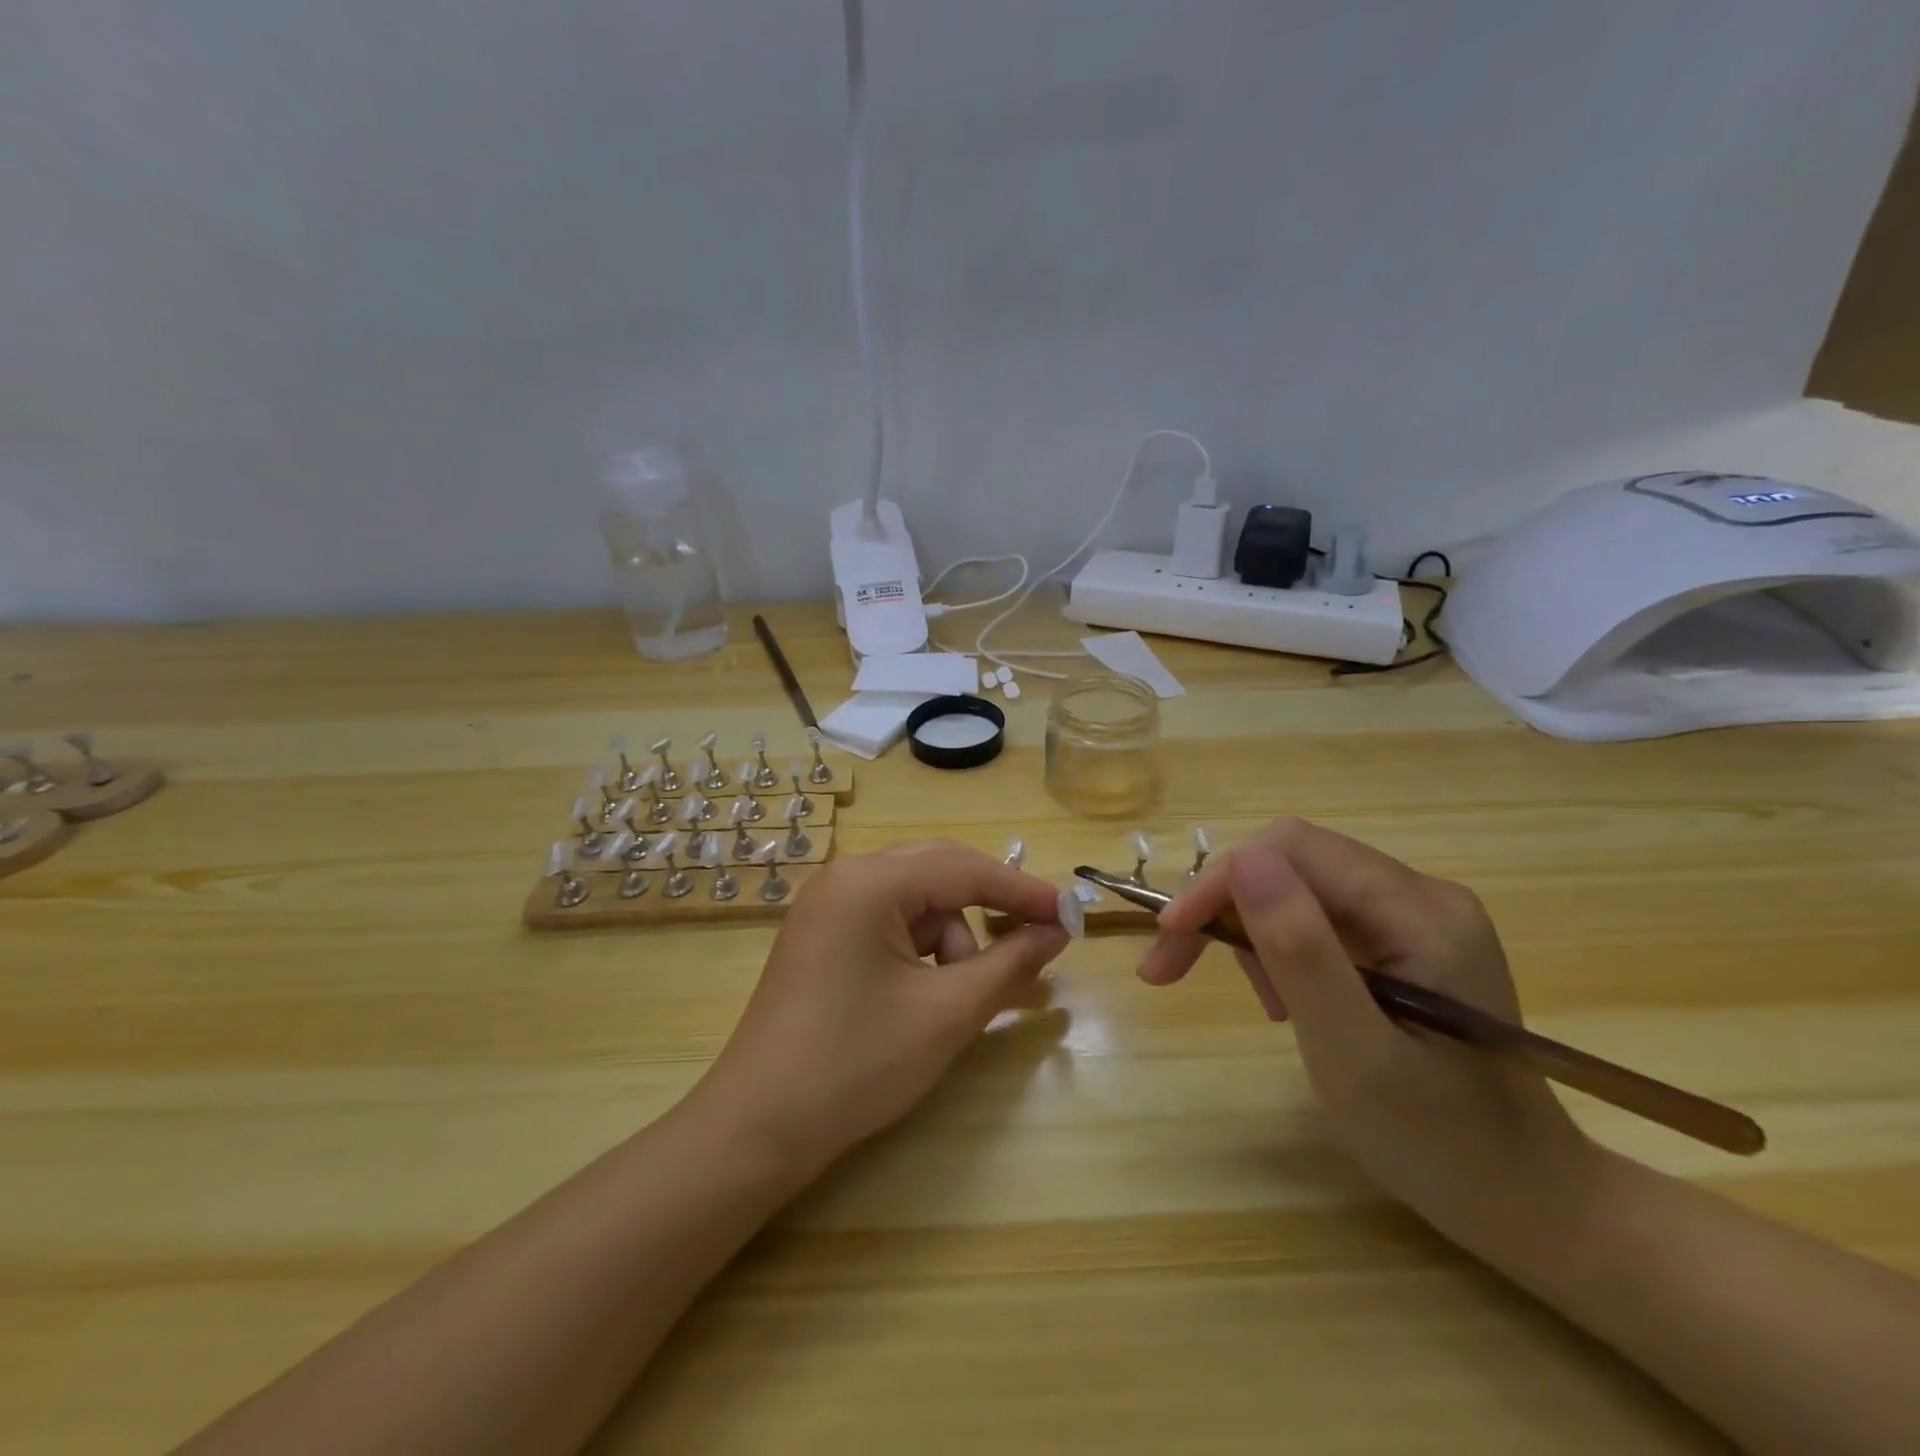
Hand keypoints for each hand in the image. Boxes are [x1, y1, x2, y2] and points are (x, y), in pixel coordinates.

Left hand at [690, 841, 1071, 1175]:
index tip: (1070, 914)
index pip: (964, 868)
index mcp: (869, 881)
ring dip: (950, 938)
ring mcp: (827, 904)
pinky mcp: (821, 934)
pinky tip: (924, 993)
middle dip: (988, 907)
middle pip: (938, 872)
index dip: (1022, 890)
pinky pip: (889, 921)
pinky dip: (920, 948)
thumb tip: (1057, 931)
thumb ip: (1009, 963)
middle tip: (1035, 940)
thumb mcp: (947, 1012)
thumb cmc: (858, 1064)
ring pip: (915, 901)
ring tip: (955, 998)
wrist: (758, 1128)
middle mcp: (845, 876)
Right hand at [1139, 820, 1595, 1236]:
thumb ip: (1300, 951)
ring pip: (1295, 888)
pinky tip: (1286, 1001)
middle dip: (1223, 907)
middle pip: (1290, 863)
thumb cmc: (1438, 1143)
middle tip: (1173, 966)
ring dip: (1250, 933)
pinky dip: (1279, 952)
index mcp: (1420, 910)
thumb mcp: (1353, 1052)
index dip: (1219, 881)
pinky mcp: (1402, 941)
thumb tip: (1242, 857)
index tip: (1169, 937)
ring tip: (1264, 1005)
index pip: (1293, 850)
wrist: (1524, 1202)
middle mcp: (1420, 895)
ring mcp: (1414, 917)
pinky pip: (1316, 919)